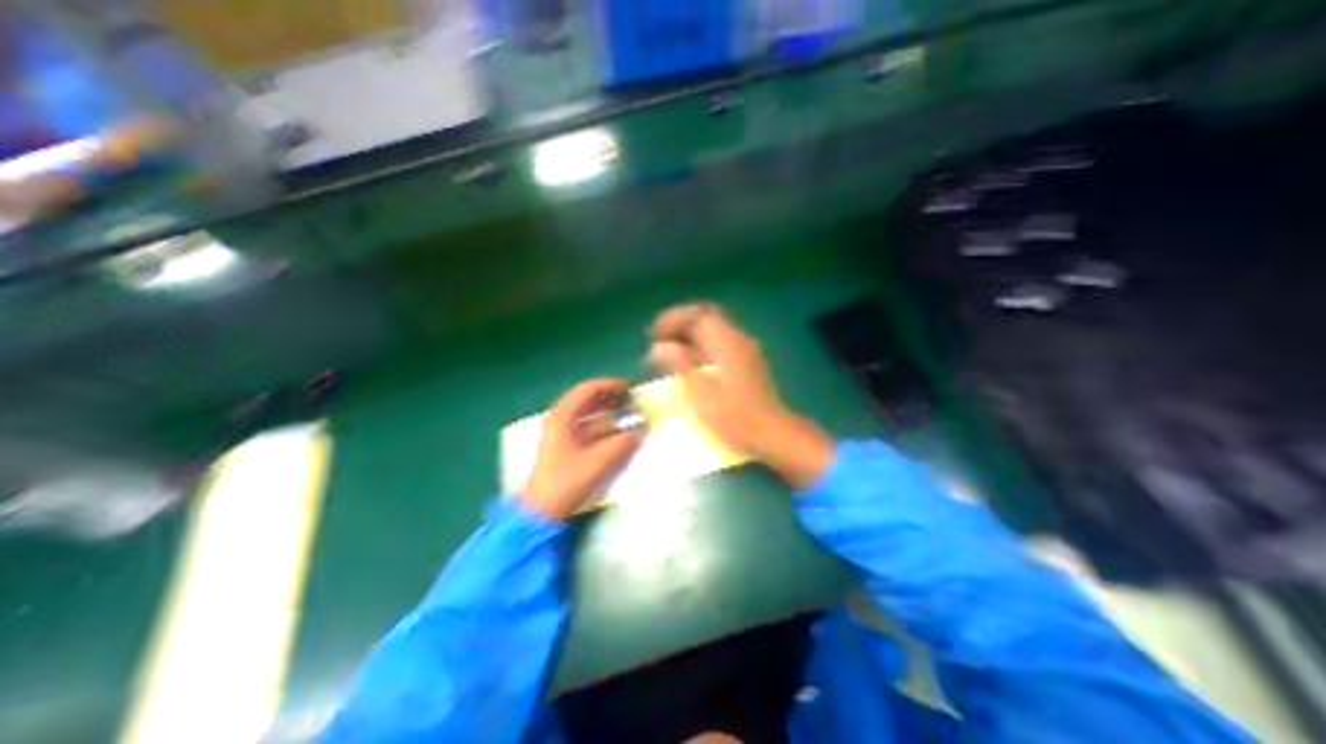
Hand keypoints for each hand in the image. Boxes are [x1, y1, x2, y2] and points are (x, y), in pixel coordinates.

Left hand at [517, 379, 642, 518]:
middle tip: (631, 401)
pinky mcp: (564, 446)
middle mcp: (560, 419)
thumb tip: (641, 431)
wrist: (542, 508)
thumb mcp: (599, 460)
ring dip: (608, 413)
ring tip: (628, 416)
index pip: (588, 389)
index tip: (630, 389)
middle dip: (611, 398)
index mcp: (563, 416)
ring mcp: (561, 433)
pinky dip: (602, 427)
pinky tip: (617, 433)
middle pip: (587, 400)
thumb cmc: (567, 480)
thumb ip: (623, 444)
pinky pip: (587, 428)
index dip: (610, 385)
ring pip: (588, 415)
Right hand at [650, 303, 829, 487]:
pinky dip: (700, 348)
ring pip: (712, 332)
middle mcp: (738, 339)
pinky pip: (718, 345)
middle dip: (679, 325)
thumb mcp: (700, 392)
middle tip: (658, 341)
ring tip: (669, 353)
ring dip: (688, 337)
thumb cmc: (734, 416)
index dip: (673, 319)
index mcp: (727, 341)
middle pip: (705, 319)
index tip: (654, 334)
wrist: (772, 433)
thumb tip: (659, 347)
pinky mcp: (746, 363)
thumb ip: (679, 364)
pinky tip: (689, 365)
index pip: (698, 314)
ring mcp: (744, 350)